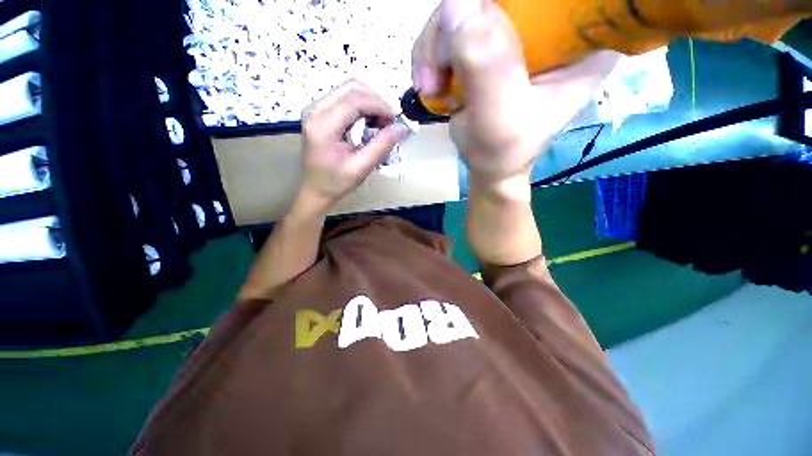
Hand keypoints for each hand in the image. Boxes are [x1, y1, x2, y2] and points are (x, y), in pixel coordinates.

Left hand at [298, 79, 410, 211]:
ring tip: (381, 123)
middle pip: (351, 88)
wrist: (315, 189)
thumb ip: (382, 145)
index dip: (380, 106)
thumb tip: (403, 128)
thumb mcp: (362, 167)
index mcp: (323, 125)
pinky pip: (344, 98)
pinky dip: (361, 106)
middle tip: (389, 122)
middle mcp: (315, 109)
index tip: (396, 120)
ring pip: (348, 90)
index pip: (355, 100)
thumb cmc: (337, 182)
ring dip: (370, 102)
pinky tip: (369, 121)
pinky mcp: (319, 112)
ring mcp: (315, 108)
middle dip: (376, 101)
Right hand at [412, 0, 617, 193]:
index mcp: (582, 42)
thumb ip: (485, 66)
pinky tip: (430, 82)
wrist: (488, 165)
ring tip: (429, 87)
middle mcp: (554, 26)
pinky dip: (432, 52)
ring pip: (468, 6)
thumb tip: (455, 0)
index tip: (471, 42)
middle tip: (435, 77)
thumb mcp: (498, 118)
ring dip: (436, 45)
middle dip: (455, 31)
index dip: (505, 6)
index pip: (551, 0)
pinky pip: (454, 22)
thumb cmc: (501, 152)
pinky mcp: (492, 39)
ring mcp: (519, 30)